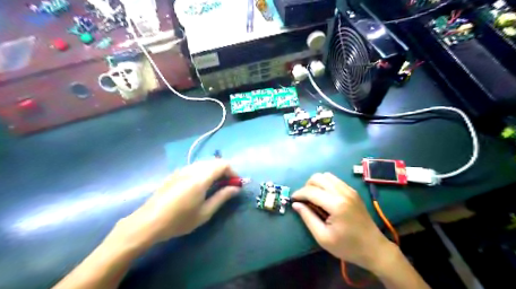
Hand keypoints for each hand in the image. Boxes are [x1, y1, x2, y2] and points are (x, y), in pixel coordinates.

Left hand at [114, 160, 238, 246]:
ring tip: (215, 187)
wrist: (148, 222)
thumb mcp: (205, 212)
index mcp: (201, 177)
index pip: (223, 164)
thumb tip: (236, 188)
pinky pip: (195, 167)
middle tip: (227, 186)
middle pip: (214, 162)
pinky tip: (200, 186)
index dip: (233, 172)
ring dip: (214, 171)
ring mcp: (182, 170)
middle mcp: (192, 169)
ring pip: (204, 163)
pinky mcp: (175, 174)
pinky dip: (204, 172)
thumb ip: (222, 197)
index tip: (236, 184)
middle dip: (224, 171)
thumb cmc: (179, 220)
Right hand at [289, 173, 390, 271]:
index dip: (299, 194)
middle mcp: (343, 192)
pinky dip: (325, 184)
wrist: (374, 248)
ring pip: (326, 176)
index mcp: (336, 204)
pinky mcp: (353, 191)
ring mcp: (349, 190)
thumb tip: (295, 204)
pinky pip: (335, 180)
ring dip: (316, 184)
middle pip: (318, 177)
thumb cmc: (347, 246)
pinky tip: (325, 197)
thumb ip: (307, 218)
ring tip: (313, 197)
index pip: (311, 191)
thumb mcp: (323, 237)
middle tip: (304, 200)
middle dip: (307, 186)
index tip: (292, 200)